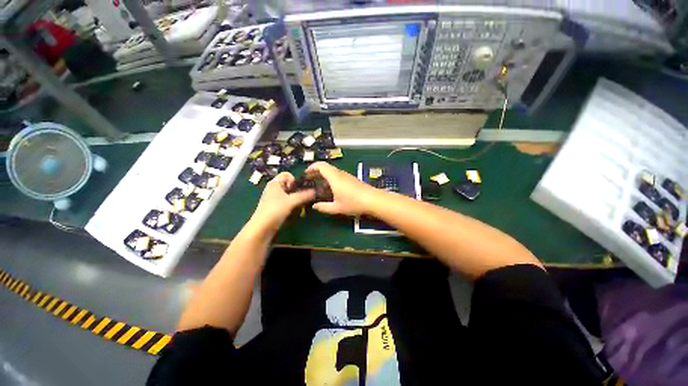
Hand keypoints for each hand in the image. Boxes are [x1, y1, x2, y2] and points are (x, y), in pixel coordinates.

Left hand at [250, 172, 314, 231]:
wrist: (262, 228)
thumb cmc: (275, 210)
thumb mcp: (291, 201)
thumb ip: (304, 195)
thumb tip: (317, 191)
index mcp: (275, 183)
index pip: (287, 174)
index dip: (294, 180)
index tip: (297, 189)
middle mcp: (274, 188)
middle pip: (289, 184)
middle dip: (297, 189)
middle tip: (304, 196)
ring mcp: (274, 197)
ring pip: (288, 193)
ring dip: (296, 197)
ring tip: (301, 203)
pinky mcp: (275, 206)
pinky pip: (286, 200)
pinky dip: (292, 202)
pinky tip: (296, 208)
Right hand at [305, 162, 378, 215]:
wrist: (373, 200)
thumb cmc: (354, 203)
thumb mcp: (337, 207)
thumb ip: (323, 207)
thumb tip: (314, 206)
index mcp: (334, 177)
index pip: (320, 165)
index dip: (311, 167)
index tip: (305, 174)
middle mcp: (340, 174)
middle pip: (325, 168)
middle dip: (316, 173)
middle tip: (309, 180)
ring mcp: (346, 176)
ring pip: (332, 173)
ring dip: (323, 178)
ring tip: (317, 187)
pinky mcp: (351, 180)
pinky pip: (338, 177)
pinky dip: (330, 180)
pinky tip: (330, 191)